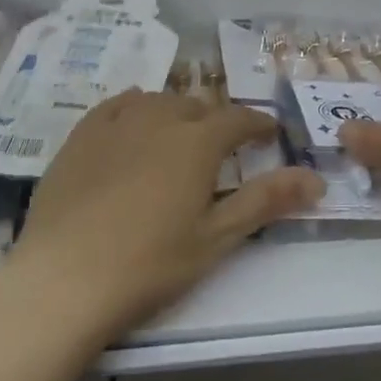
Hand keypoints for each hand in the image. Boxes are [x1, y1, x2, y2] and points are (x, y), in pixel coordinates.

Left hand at [11, 90, 322, 338]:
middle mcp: (158, 119)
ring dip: (176, 112)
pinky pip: (115, 106)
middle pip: (196, 106)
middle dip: (215, 120)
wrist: (64, 278)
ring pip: (156, 101)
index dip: (258, 123)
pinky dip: (134, 107)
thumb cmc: (150, 264)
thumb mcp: (216, 238)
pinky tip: (133, 120)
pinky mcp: (80, 136)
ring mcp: (114, 124)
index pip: (238, 119)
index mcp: (196, 142)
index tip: (270, 131)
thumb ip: (265, 201)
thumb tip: (315, 178)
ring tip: (179, 135)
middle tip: (222, 147)